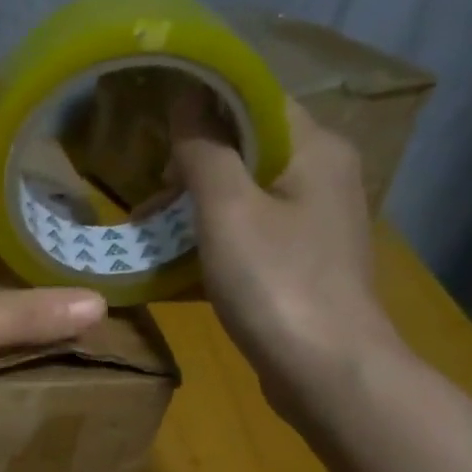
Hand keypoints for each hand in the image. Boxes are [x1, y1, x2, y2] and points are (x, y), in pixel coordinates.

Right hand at [169, 89, 406, 411]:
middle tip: (144, 192)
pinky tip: (170, 269)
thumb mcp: (228, 210)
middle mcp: (320, 177)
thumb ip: (204, 151)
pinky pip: (246, 240)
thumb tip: (186, 99)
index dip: (203, 102)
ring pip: (243, 200)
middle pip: (247, 151)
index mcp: (313, 149)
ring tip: (145, 233)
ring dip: (193, 212)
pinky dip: (209, 246)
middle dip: (190, 167)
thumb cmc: (276, 282)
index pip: (256, 99)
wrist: (327, 372)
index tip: (153, 119)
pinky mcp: (299, 267)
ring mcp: (311, 227)